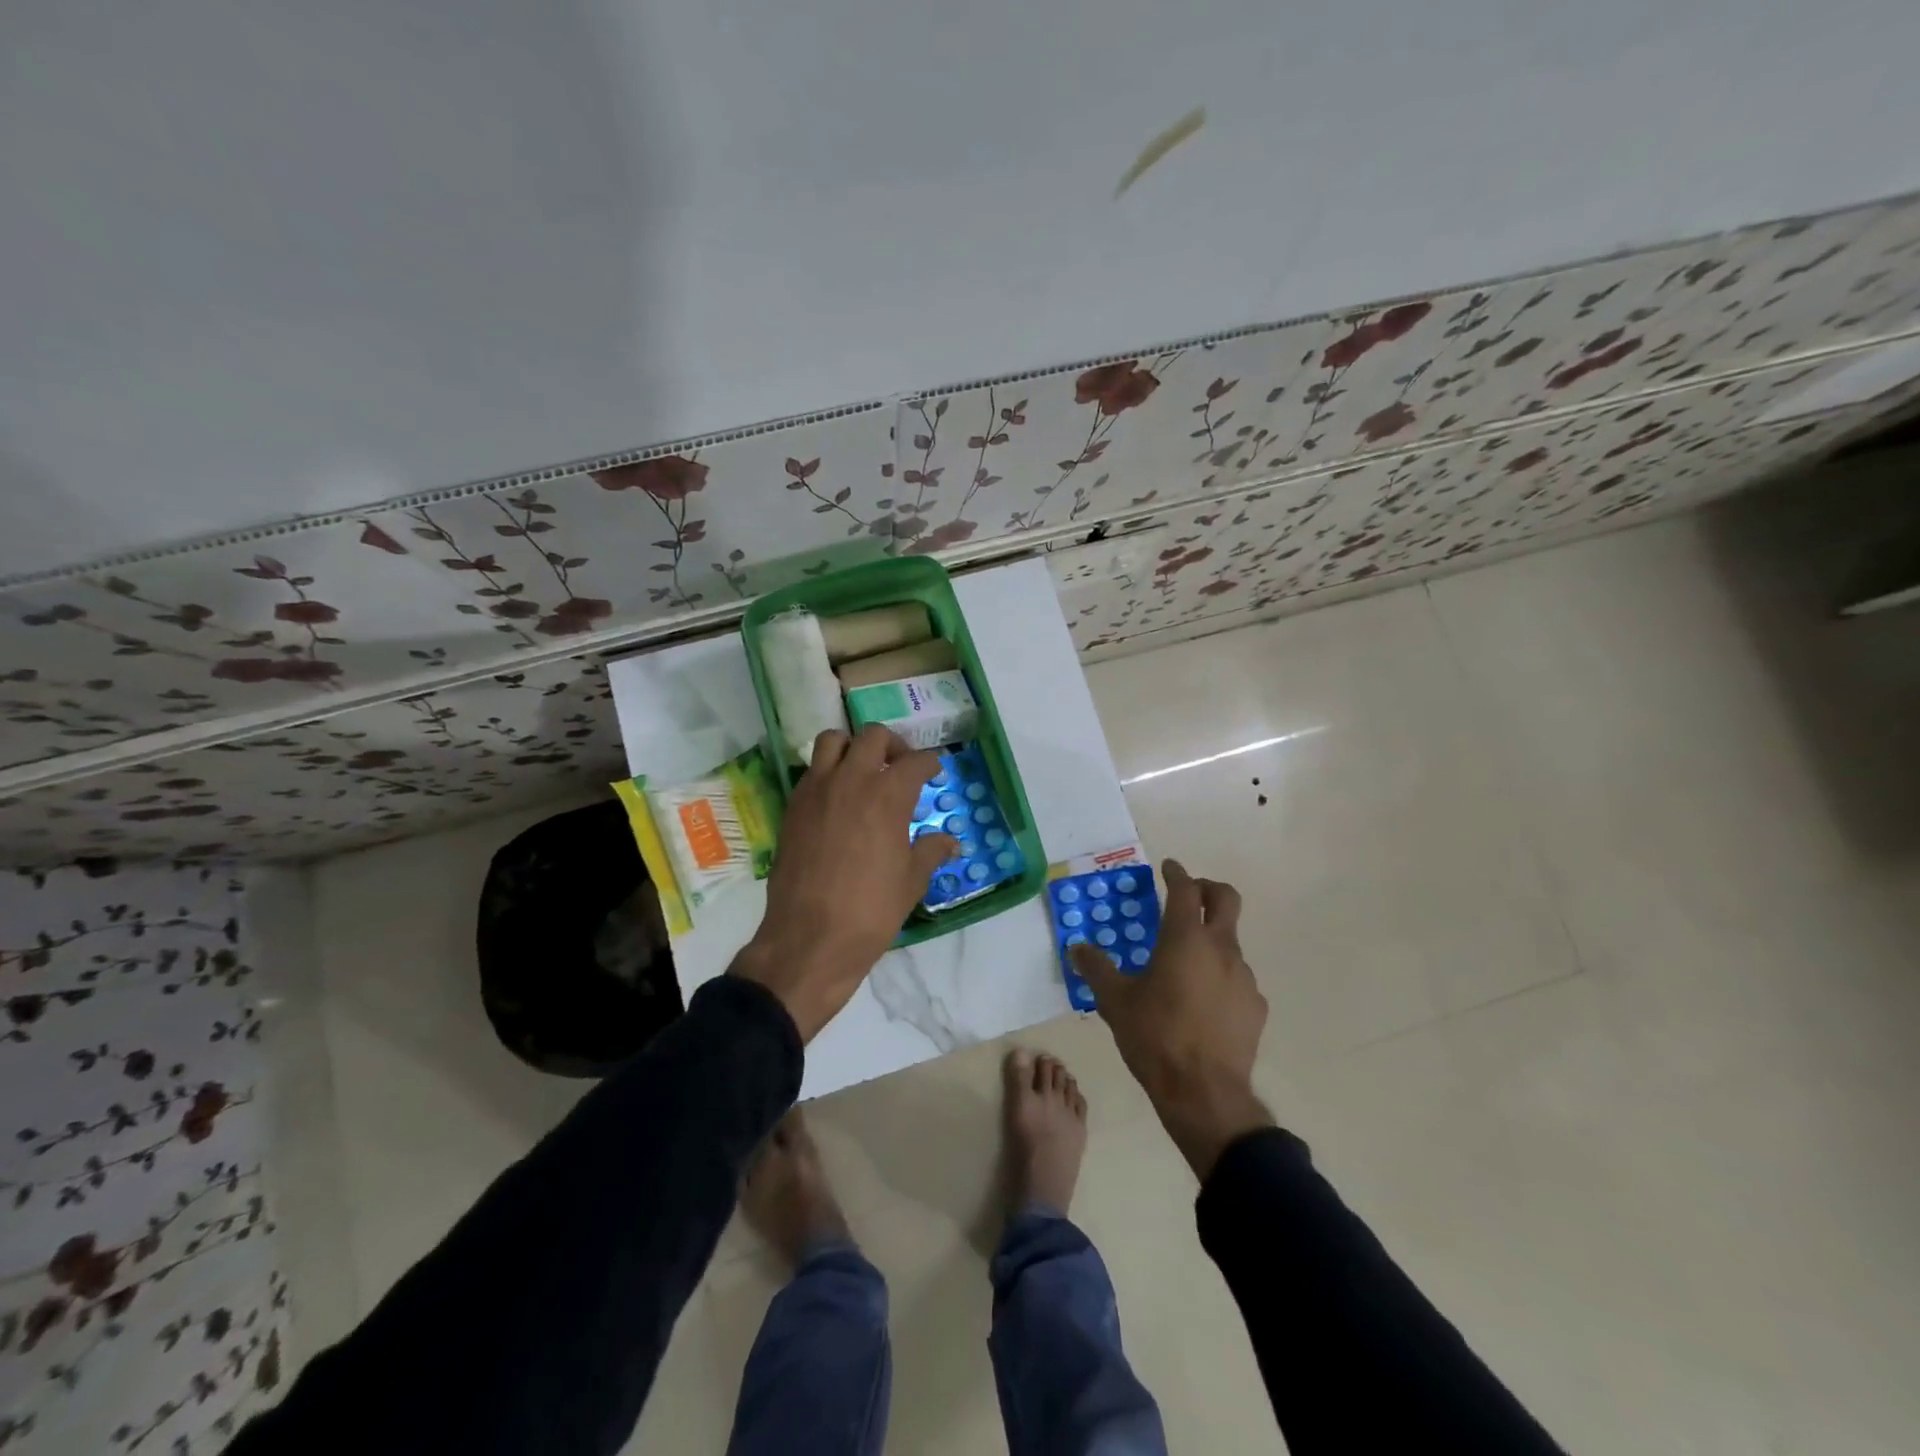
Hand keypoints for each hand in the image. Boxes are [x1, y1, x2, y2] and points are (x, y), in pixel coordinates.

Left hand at [733, 725, 957, 1040]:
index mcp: (888, 795)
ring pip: (833, 741)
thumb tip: (949, 842)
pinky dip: (828, 772)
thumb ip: (931, 851)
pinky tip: (838, 801)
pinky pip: (812, 771)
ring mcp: (817, 790)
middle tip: (900, 768)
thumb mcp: (912, 881)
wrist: (810, 938)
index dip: (930, 764)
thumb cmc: (872, 910)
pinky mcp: (793, 806)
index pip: (915, 761)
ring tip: (863, 772)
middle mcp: (851, 780)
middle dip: (893, 745)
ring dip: (853, 748)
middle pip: (873, 736)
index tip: (933, 772)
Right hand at [1070, 859, 1273, 1178]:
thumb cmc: (1155, 1037)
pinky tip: (1203, 1003)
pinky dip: (1220, 977)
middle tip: (1190, 895)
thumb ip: (1096, 969)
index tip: (1168, 867)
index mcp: (1185, 938)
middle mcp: (1220, 948)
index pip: (1185, 889)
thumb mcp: (1115, 1002)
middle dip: (1208, 888)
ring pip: (1230, 942)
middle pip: (1226, 899)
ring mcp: (1244, 977)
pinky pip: (1237, 978)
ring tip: (1185, 965)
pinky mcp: (1255, 1006)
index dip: (1176, 873)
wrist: (1204, 1094)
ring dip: (1211, 940)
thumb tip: (1077, 948)